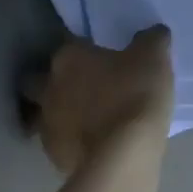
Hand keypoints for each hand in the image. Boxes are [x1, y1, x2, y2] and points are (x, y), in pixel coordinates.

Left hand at [21, 26, 174, 173]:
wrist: (122, 158)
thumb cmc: (134, 95)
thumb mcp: (154, 57)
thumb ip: (151, 40)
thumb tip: (153, 33)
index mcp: (68, 57)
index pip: (68, 43)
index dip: (83, 48)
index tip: (99, 55)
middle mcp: (49, 87)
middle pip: (38, 80)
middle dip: (53, 82)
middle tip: (83, 85)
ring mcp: (47, 124)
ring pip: (44, 113)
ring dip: (59, 113)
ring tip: (86, 117)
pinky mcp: (53, 156)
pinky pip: (59, 141)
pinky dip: (71, 140)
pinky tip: (92, 143)